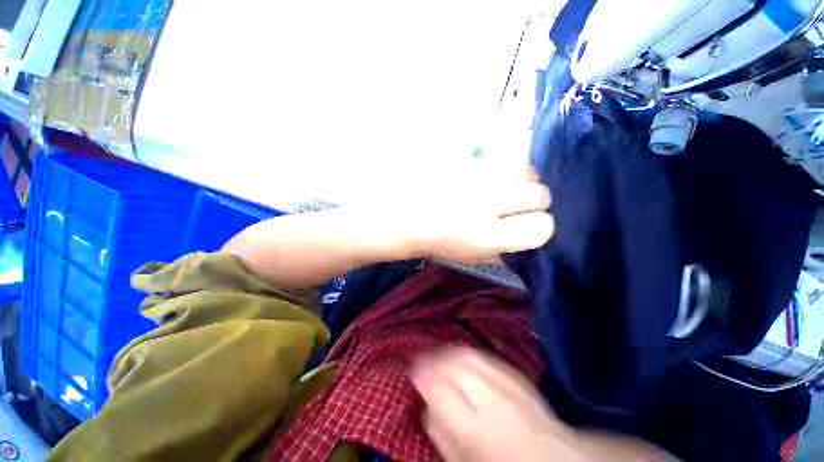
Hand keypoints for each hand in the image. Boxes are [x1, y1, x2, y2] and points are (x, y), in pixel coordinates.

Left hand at [393, 166, 553, 262]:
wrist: (399, 212)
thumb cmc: (432, 240)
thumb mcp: (470, 256)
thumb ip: (503, 245)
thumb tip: (528, 231)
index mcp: (485, 236)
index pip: (542, 227)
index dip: (539, 228)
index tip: (529, 227)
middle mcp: (486, 202)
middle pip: (541, 195)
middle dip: (534, 204)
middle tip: (516, 208)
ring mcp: (477, 174)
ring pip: (529, 172)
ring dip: (523, 183)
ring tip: (505, 190)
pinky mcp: (468, 156)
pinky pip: (504, 160)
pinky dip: (505, 171)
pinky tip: (489, 178)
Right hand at [410, 348, 665, 461]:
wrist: (556, 461)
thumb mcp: (463, 461)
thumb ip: (441, 433)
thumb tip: (426, 404)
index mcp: (474, 427)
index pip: (439, 389)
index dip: (422, 373)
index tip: (412, 366)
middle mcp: (490, 399)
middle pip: (455, 366)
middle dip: (434, 357)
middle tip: (421, 356)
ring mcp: (506, 383)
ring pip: (469, 356)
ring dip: (449, 351)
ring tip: (437, 352)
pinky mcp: (516, 376)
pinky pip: (485, 357)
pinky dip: (468, 352)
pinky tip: (460, 353)